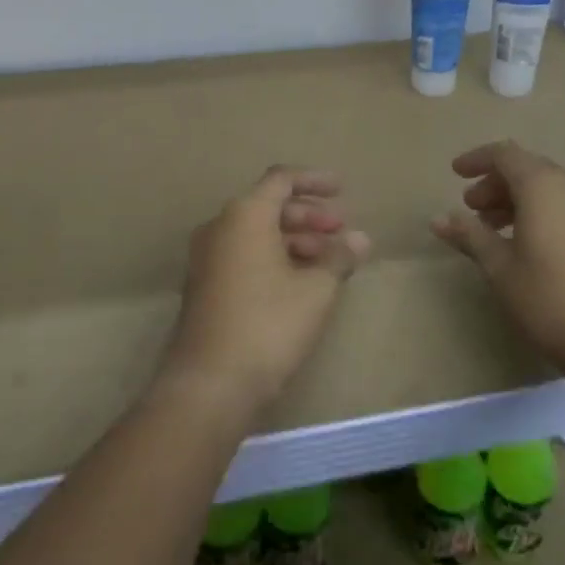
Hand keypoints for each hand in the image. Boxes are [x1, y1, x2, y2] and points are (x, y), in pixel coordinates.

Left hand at [159, 166, 370, 418]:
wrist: (209, 384)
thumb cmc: (268, 325)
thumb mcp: (316, 290)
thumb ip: (339, 257)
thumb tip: (360, 239)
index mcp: (244, 215)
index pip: (281, 179)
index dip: (314, 181)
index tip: (342, 190)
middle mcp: (220, 227)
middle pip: (269, 206)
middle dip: (309, 215)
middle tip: (341, 231)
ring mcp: (207, 258)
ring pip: (257, 233)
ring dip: (295, 239)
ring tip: (329, 261)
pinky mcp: (204, 286)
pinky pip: (244, 255)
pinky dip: (274, 257)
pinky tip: (301, 281)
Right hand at [431, 140, 564, 383]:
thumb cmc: (550, 298)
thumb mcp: (500, 268)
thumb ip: (470, 235)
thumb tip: (438, 218)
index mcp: (543, 186)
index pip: (505, 154)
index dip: (477, 160)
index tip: (454, 174)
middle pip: (527, 168)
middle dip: (495, 183)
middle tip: (470, 208)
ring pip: (546, 187)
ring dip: (515, 199)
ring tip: (491, 229)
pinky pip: (563, 205)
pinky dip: (537, 211)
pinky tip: (523, 244)